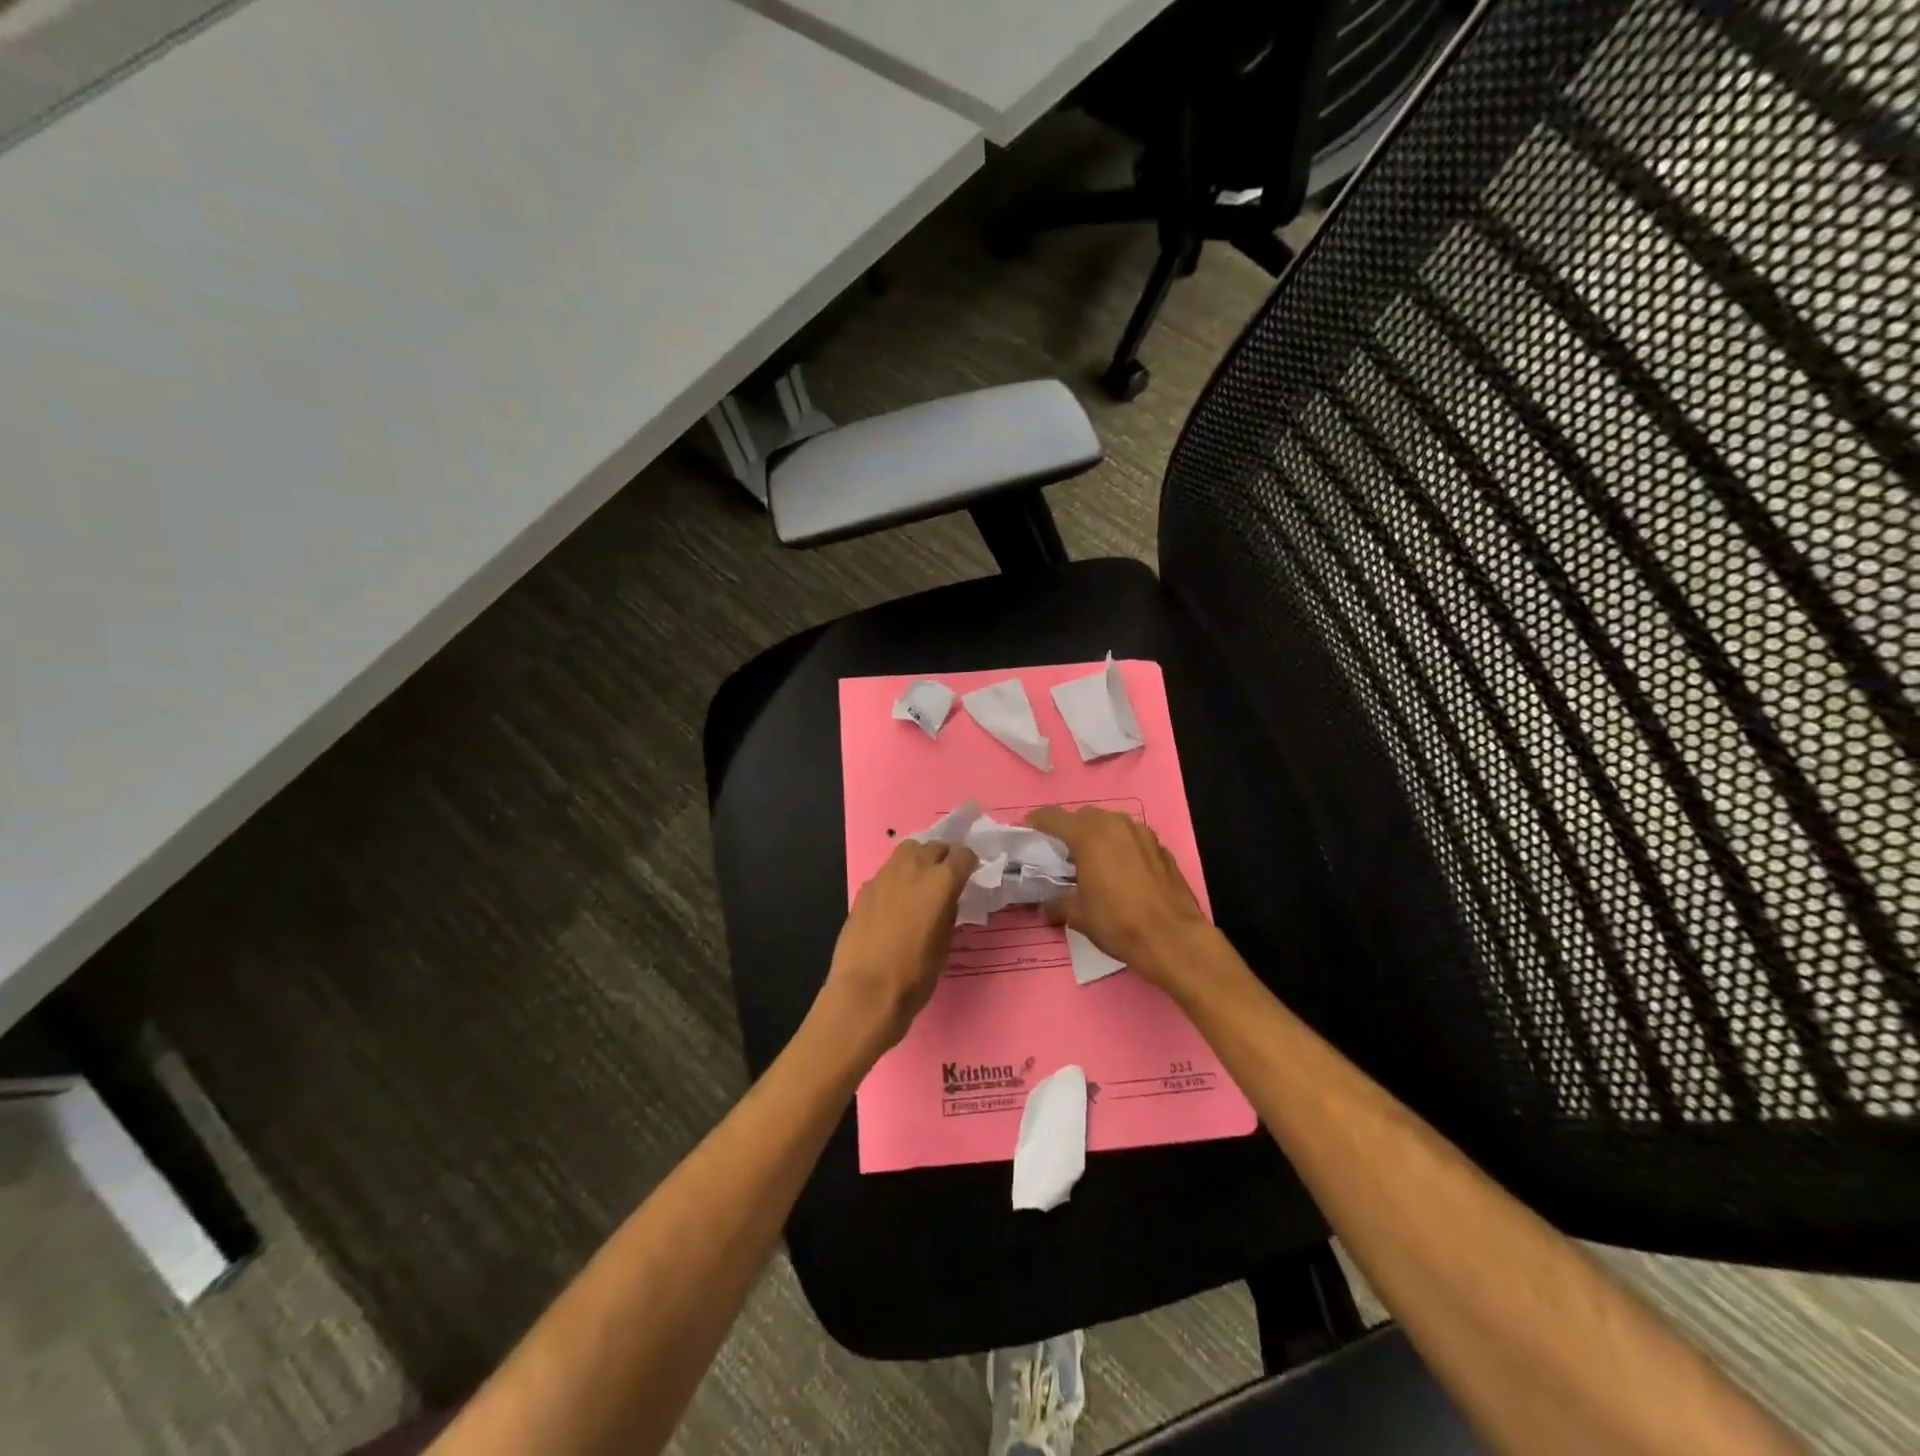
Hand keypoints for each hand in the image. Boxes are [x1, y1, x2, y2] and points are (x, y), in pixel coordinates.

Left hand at [820, 838, 977, 1055]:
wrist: (866, 992)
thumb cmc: (915, 974)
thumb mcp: (945, 943)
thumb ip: (949, 910)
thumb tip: (948, 898)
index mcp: (940, 881)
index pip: (963, 855)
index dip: (969, 863)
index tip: (970, 874)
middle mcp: (913, 869)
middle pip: (933, 846)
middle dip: (943, 857)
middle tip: (947, 876)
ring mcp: (884, 876)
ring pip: (907, 851)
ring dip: (918, 860)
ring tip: (921, 882)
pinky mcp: (864, 889)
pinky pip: (887, 872)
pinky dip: (897, 878)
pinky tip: (896, 901)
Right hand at [1025, 806, 1215, 991]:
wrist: (1174, 938)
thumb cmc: (1118, 922)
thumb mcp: (1078, 915)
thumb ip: (1056, 902)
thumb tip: (1045, 905)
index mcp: (1088, 834)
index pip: (1052, 817)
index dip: (1035, 824)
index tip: (1026, 836)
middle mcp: (1114, 824)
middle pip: (1082, 817)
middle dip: (1067, 830)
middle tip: (1059, 855)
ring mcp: (1142, 832)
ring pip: (1110, 824)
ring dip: (1096, 836)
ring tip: (1090, 862)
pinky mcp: (1160, 847)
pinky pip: (1131, 838)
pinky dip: (1120, 847)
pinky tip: (1120, 872)